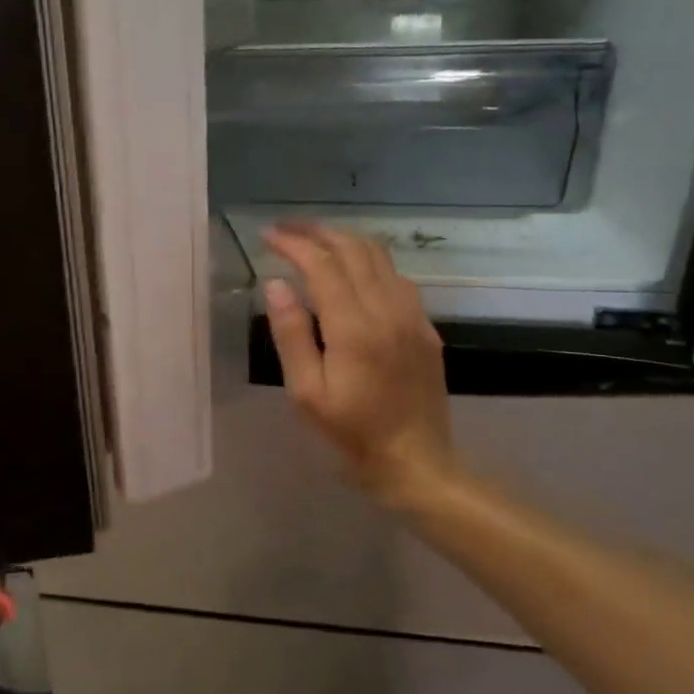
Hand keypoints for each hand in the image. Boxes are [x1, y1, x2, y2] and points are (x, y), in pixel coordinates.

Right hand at [262, 223, 459, 511]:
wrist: (418, 464)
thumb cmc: (352, 434)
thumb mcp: (307, 394)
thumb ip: (291, 334)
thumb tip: (276, 284)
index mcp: (354, 328)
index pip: (322, 265)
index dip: (293, 243)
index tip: (267, 235)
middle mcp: (388, 310)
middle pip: (353, 249)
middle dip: (317, 232)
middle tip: (286, 229)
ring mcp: (412, 316)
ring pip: (379, 256)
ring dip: (344, 240)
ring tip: (315, 240)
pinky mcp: (426, 327)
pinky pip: (397, 276)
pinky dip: (369, 260)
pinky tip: (353, 270)